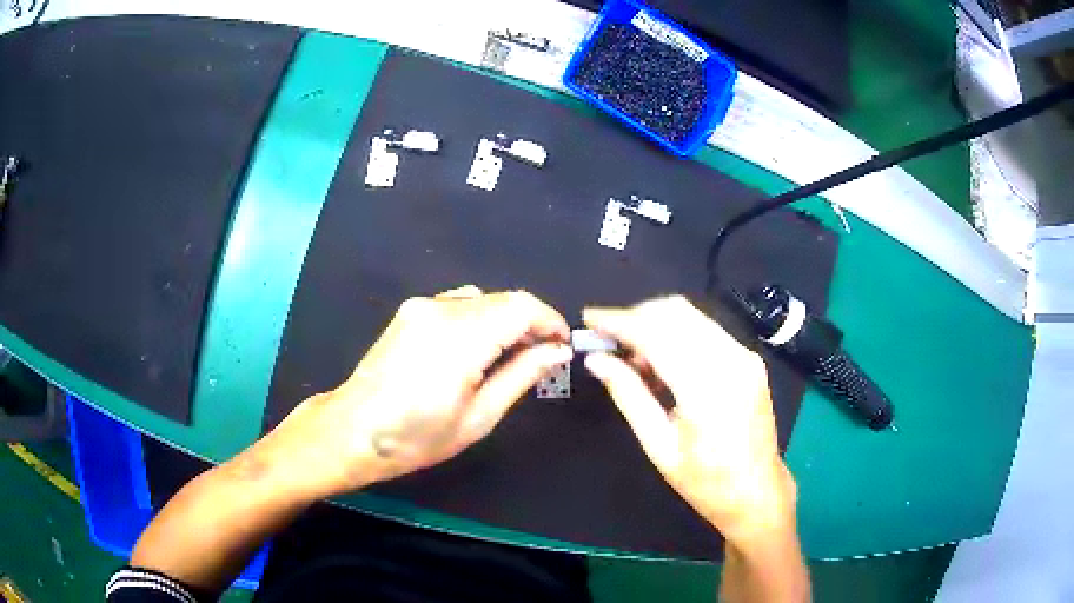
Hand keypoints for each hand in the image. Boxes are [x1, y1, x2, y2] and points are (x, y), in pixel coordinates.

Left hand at [256, 286, 571, 499]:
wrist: (355, 430)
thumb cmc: (418, 436)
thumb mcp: (479, 416)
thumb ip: (522, 375)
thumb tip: (557, 351)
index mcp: (461, 337)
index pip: (522, 307)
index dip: (550, 321)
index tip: (563, 346)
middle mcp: (441, 309)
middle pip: (504, 300)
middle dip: (530, 323)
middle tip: (543, 356)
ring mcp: (422, 306)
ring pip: (483, 299)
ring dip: (505, 321)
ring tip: (511, 357)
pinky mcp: (411, 311)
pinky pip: (459, 304)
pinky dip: (480, 320)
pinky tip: (477, 350)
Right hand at [582, 296, 795, 542]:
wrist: (757, 492)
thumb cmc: (705, 481)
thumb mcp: (659, 446)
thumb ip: (629, 396)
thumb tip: (596, 360)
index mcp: (706, 389)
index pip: (656, 334)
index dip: (619, 321)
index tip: (589, 319)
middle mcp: (730, 360)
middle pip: (675, 312)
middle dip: (636, 316)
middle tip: (608, 340)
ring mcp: (744, 356)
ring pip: (691, 315)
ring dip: (655, 323)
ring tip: (632, 355)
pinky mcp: (749, 358)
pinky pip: (706, 330)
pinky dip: (677, 333)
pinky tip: (662, 360)